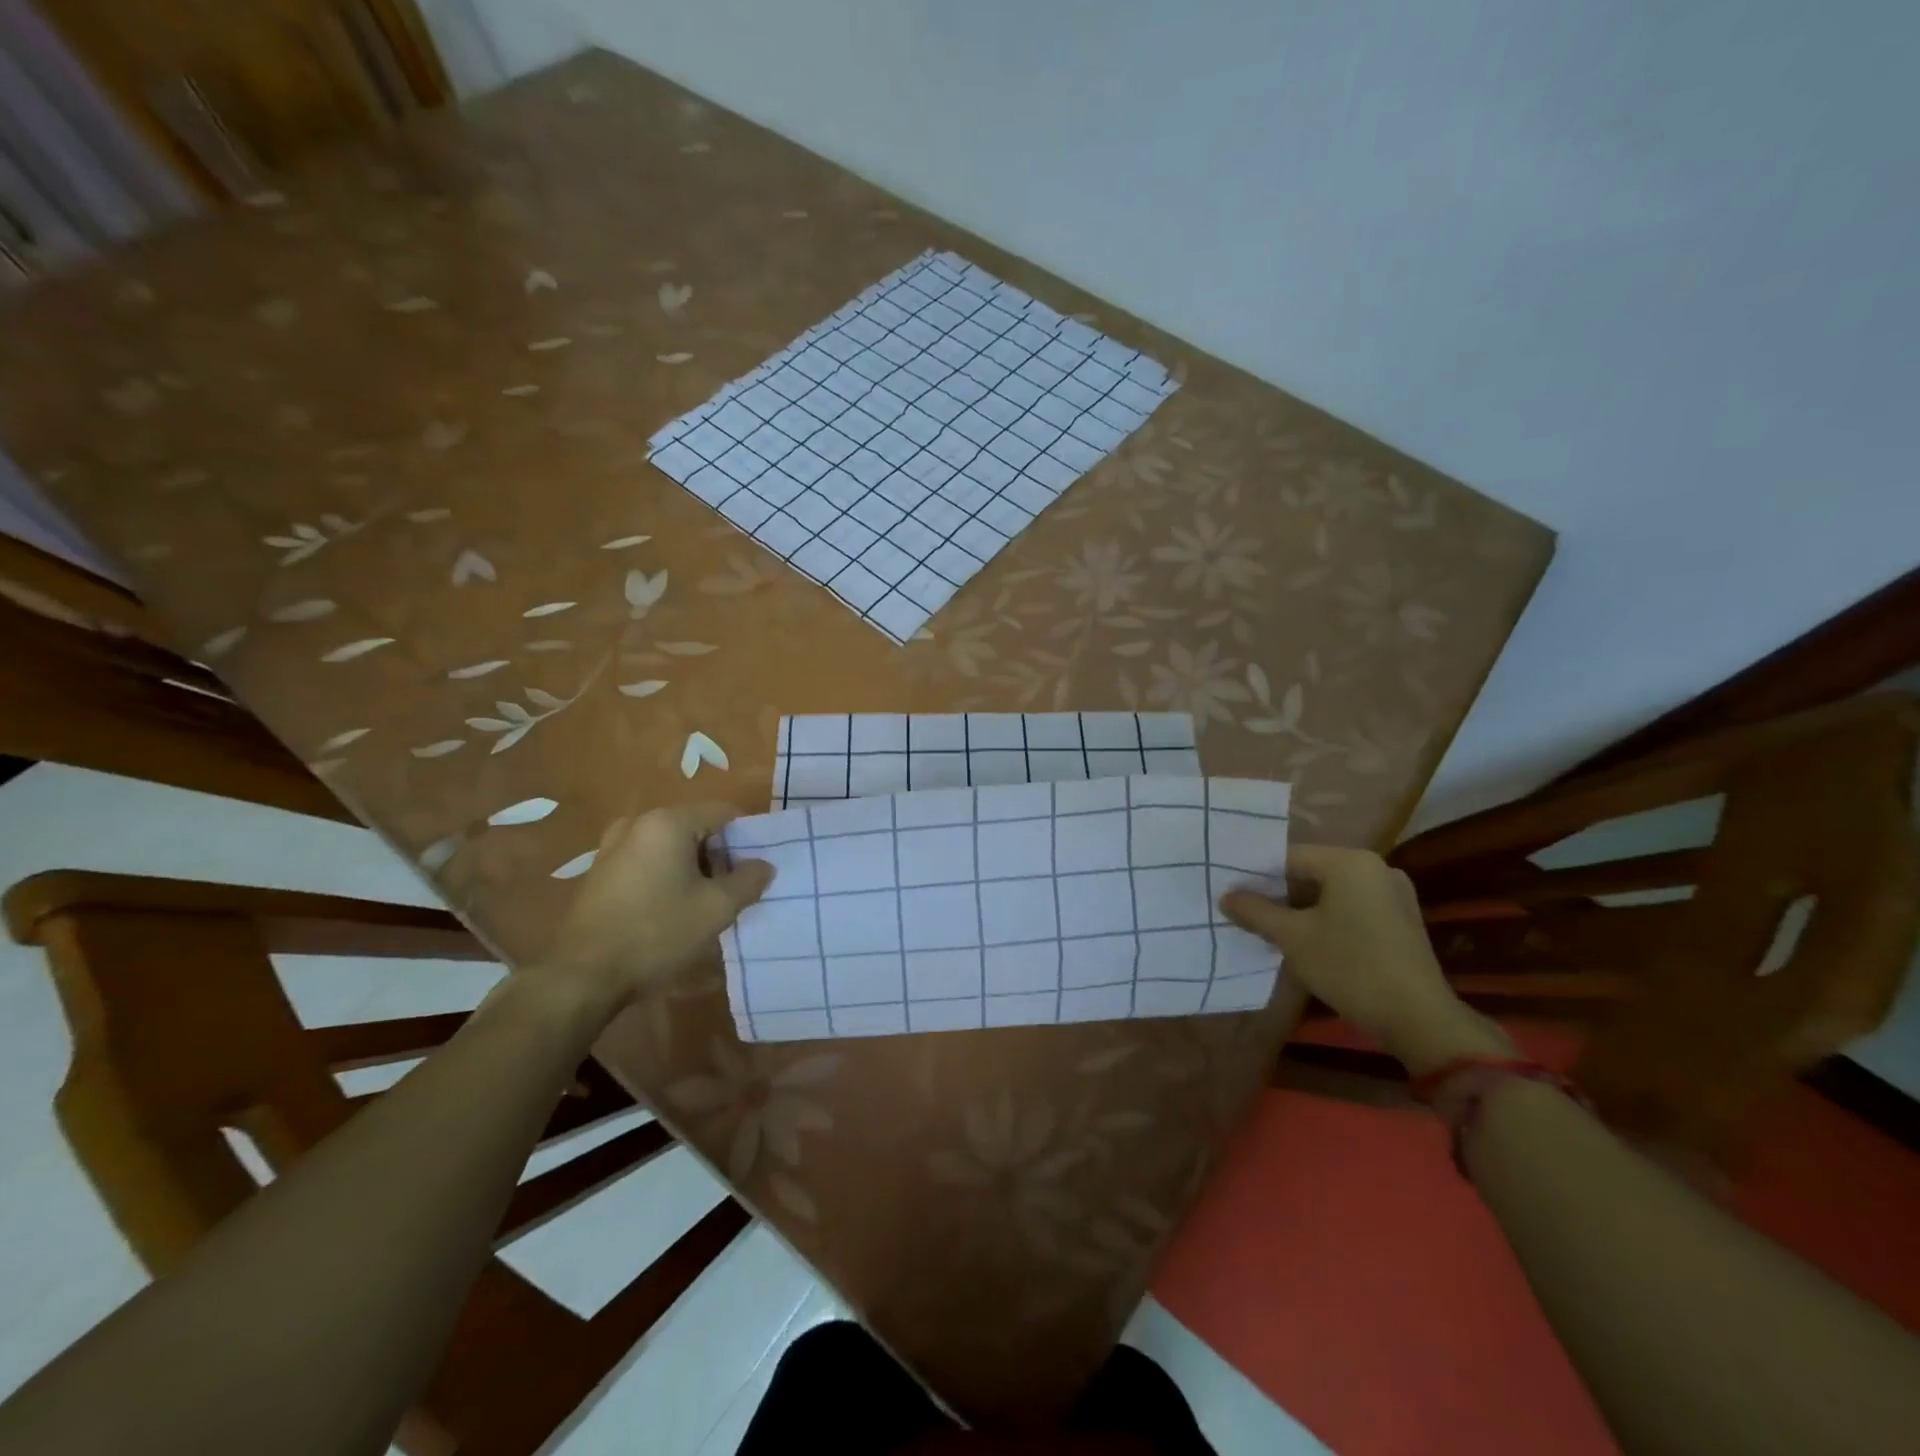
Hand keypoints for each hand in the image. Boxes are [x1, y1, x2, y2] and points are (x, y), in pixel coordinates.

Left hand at [540, 803, 772, 1011]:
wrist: (583, 975)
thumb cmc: (657, 932)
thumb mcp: (717, 908)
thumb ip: (749, 881)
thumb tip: (764, 865)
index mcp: (668, 822)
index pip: (724, 813)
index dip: (747, 837)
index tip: (758, 868)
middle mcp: (638, 824)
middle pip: (696, 827)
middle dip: (720, 856)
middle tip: (734, 890)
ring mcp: (613, 847)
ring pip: (671, 847)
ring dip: (694, 868)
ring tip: (706, 904)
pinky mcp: (601, 872)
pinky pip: (648, 862)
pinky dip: (667, 877)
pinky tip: (673, 911)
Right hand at [1221, 844, 1509, 1074]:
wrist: (1419, 1018)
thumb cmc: (1349, 967)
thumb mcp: (1292, 938)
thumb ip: (1256, 912)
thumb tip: (1226, 896)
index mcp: (1349, 862)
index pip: (1289, 857)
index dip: (1257, 877)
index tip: (1234, 896)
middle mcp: (1376, 867)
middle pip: (1312, 872)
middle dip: (1279, 893)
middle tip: (1249, 914)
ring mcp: (1394, 893)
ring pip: (1332, 891)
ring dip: (1303, 908)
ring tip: (1275, 929)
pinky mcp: (1402, 919)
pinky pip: (1353, 906)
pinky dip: (1328, 917)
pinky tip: (1311, 941)